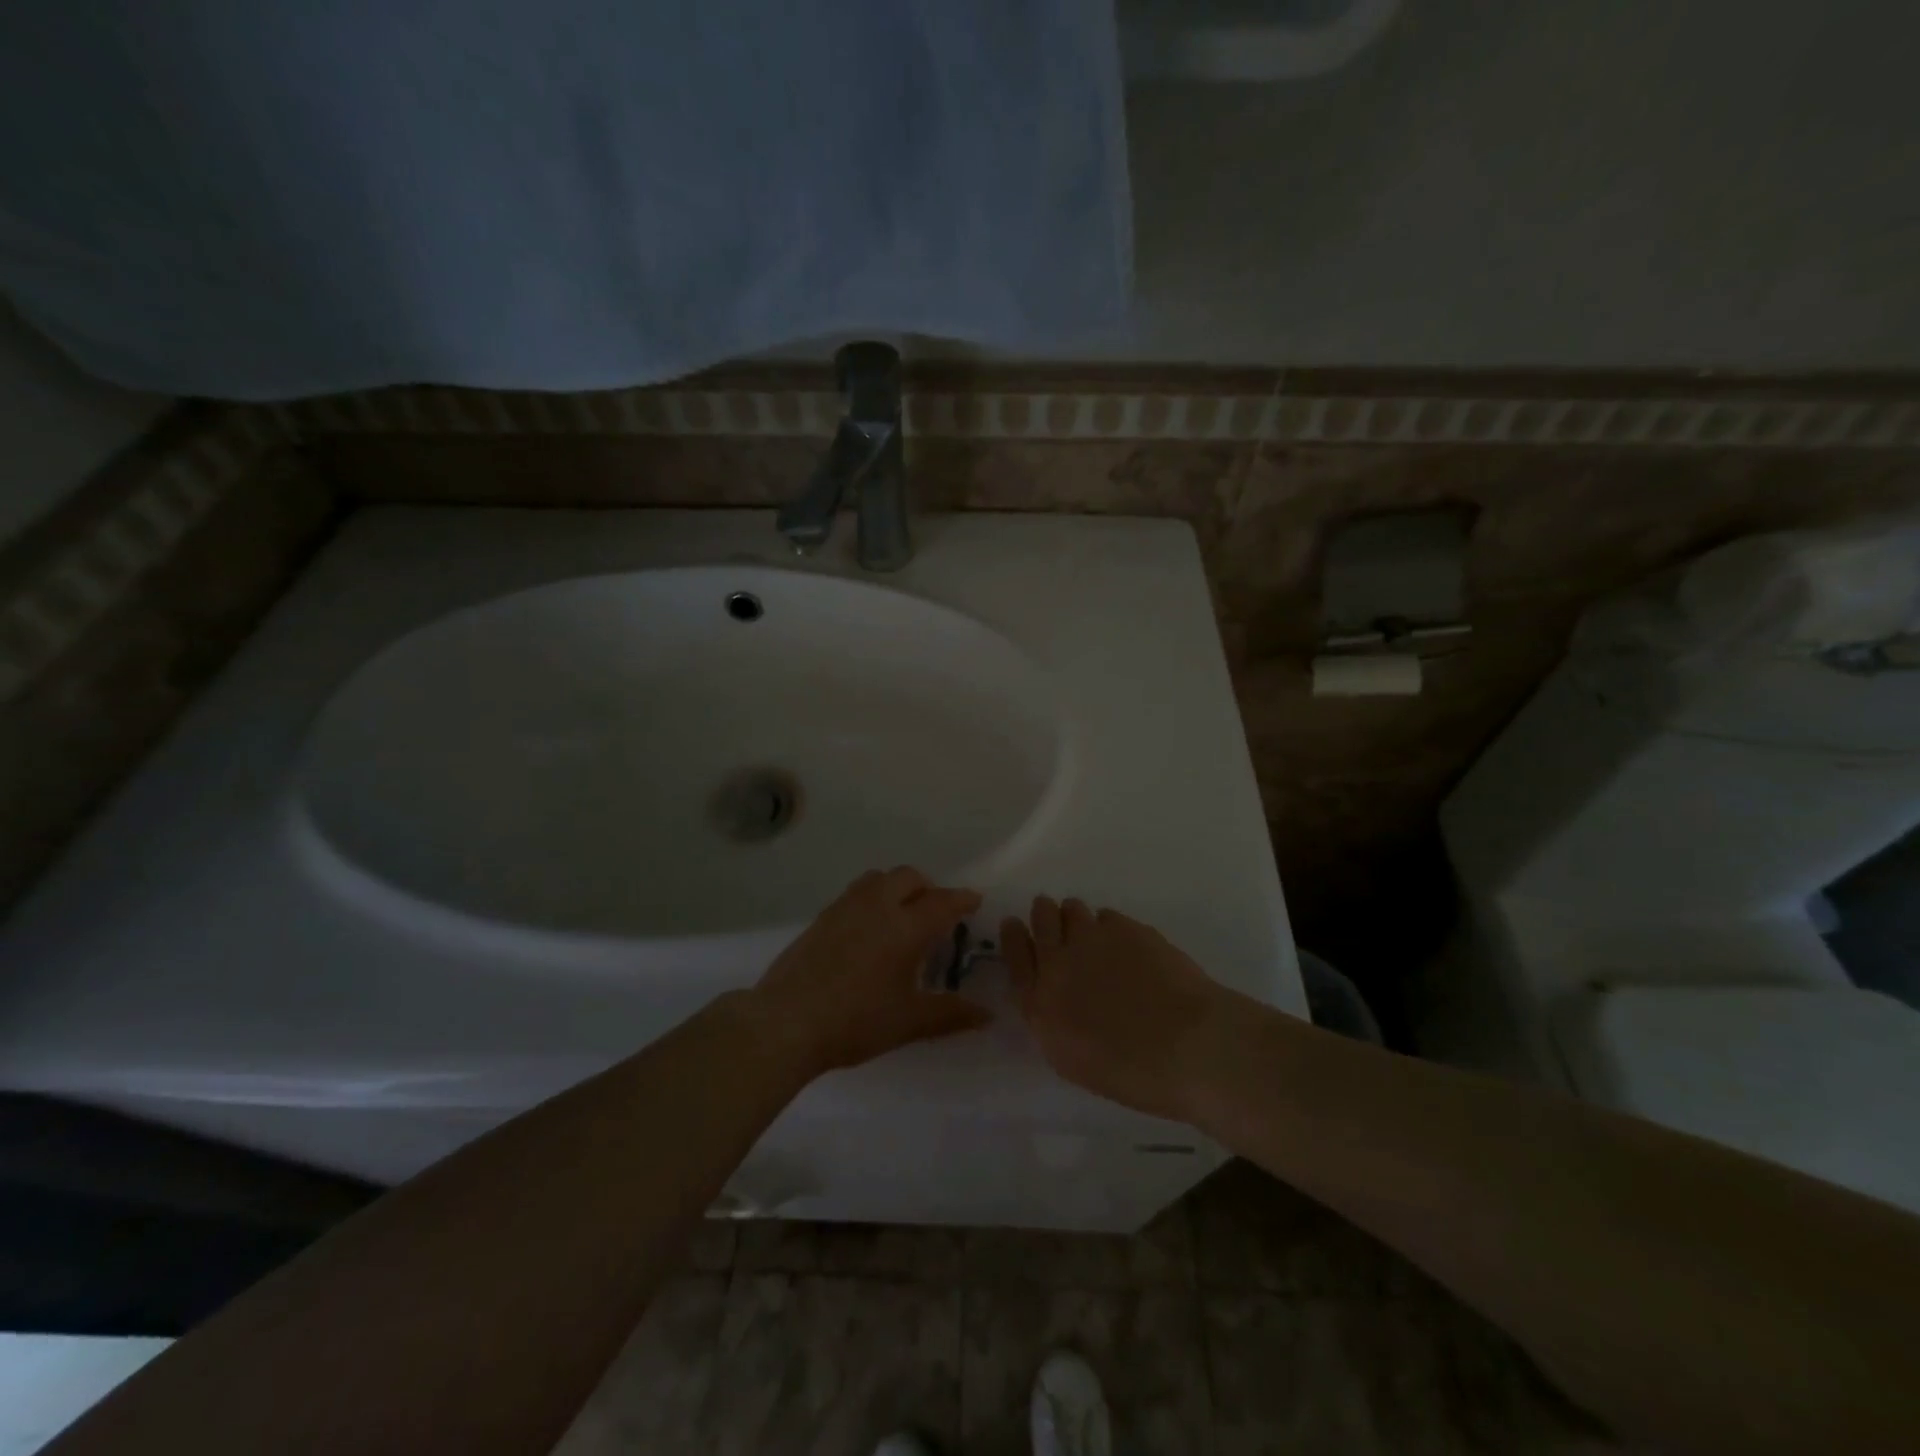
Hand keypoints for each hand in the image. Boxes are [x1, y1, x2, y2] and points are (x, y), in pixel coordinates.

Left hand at [747, 867, 991, 1078]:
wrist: (786, 1021)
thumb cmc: (856, 1020)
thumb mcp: (909, 1022)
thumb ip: (951, 1014)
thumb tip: (987, 1015)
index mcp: (905, 926)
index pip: (942, 902)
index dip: (962, 899)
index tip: (974, 900)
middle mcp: (877, 906)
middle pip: (909, 877)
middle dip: (928, 888)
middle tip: (936, 913)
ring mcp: (845, 907)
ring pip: (878, 879)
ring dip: (897, 887)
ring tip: (901, 915)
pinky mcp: (821, 917)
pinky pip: (856, 893)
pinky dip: (872, 899)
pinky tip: (868, 931)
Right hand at [1001, 896, 1234, 1121]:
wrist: (1190, 1047)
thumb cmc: (1133, 1073)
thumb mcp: (1075, 1060)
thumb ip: (1053, 1021)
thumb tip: (1054, 998)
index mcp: (1041, 1003)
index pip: (1015, 955)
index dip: (1013, 936)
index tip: (1014, 924)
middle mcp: (1058, 962)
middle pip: (1040, 919)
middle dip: (1044, 915)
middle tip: (1053, 919)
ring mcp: (1093, 939)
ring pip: (1072, 909)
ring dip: (1075, 917)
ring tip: (1092, 933)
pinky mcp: (1126, 927)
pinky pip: (1107, 916)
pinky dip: (1110, 927)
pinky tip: (1126, 946)